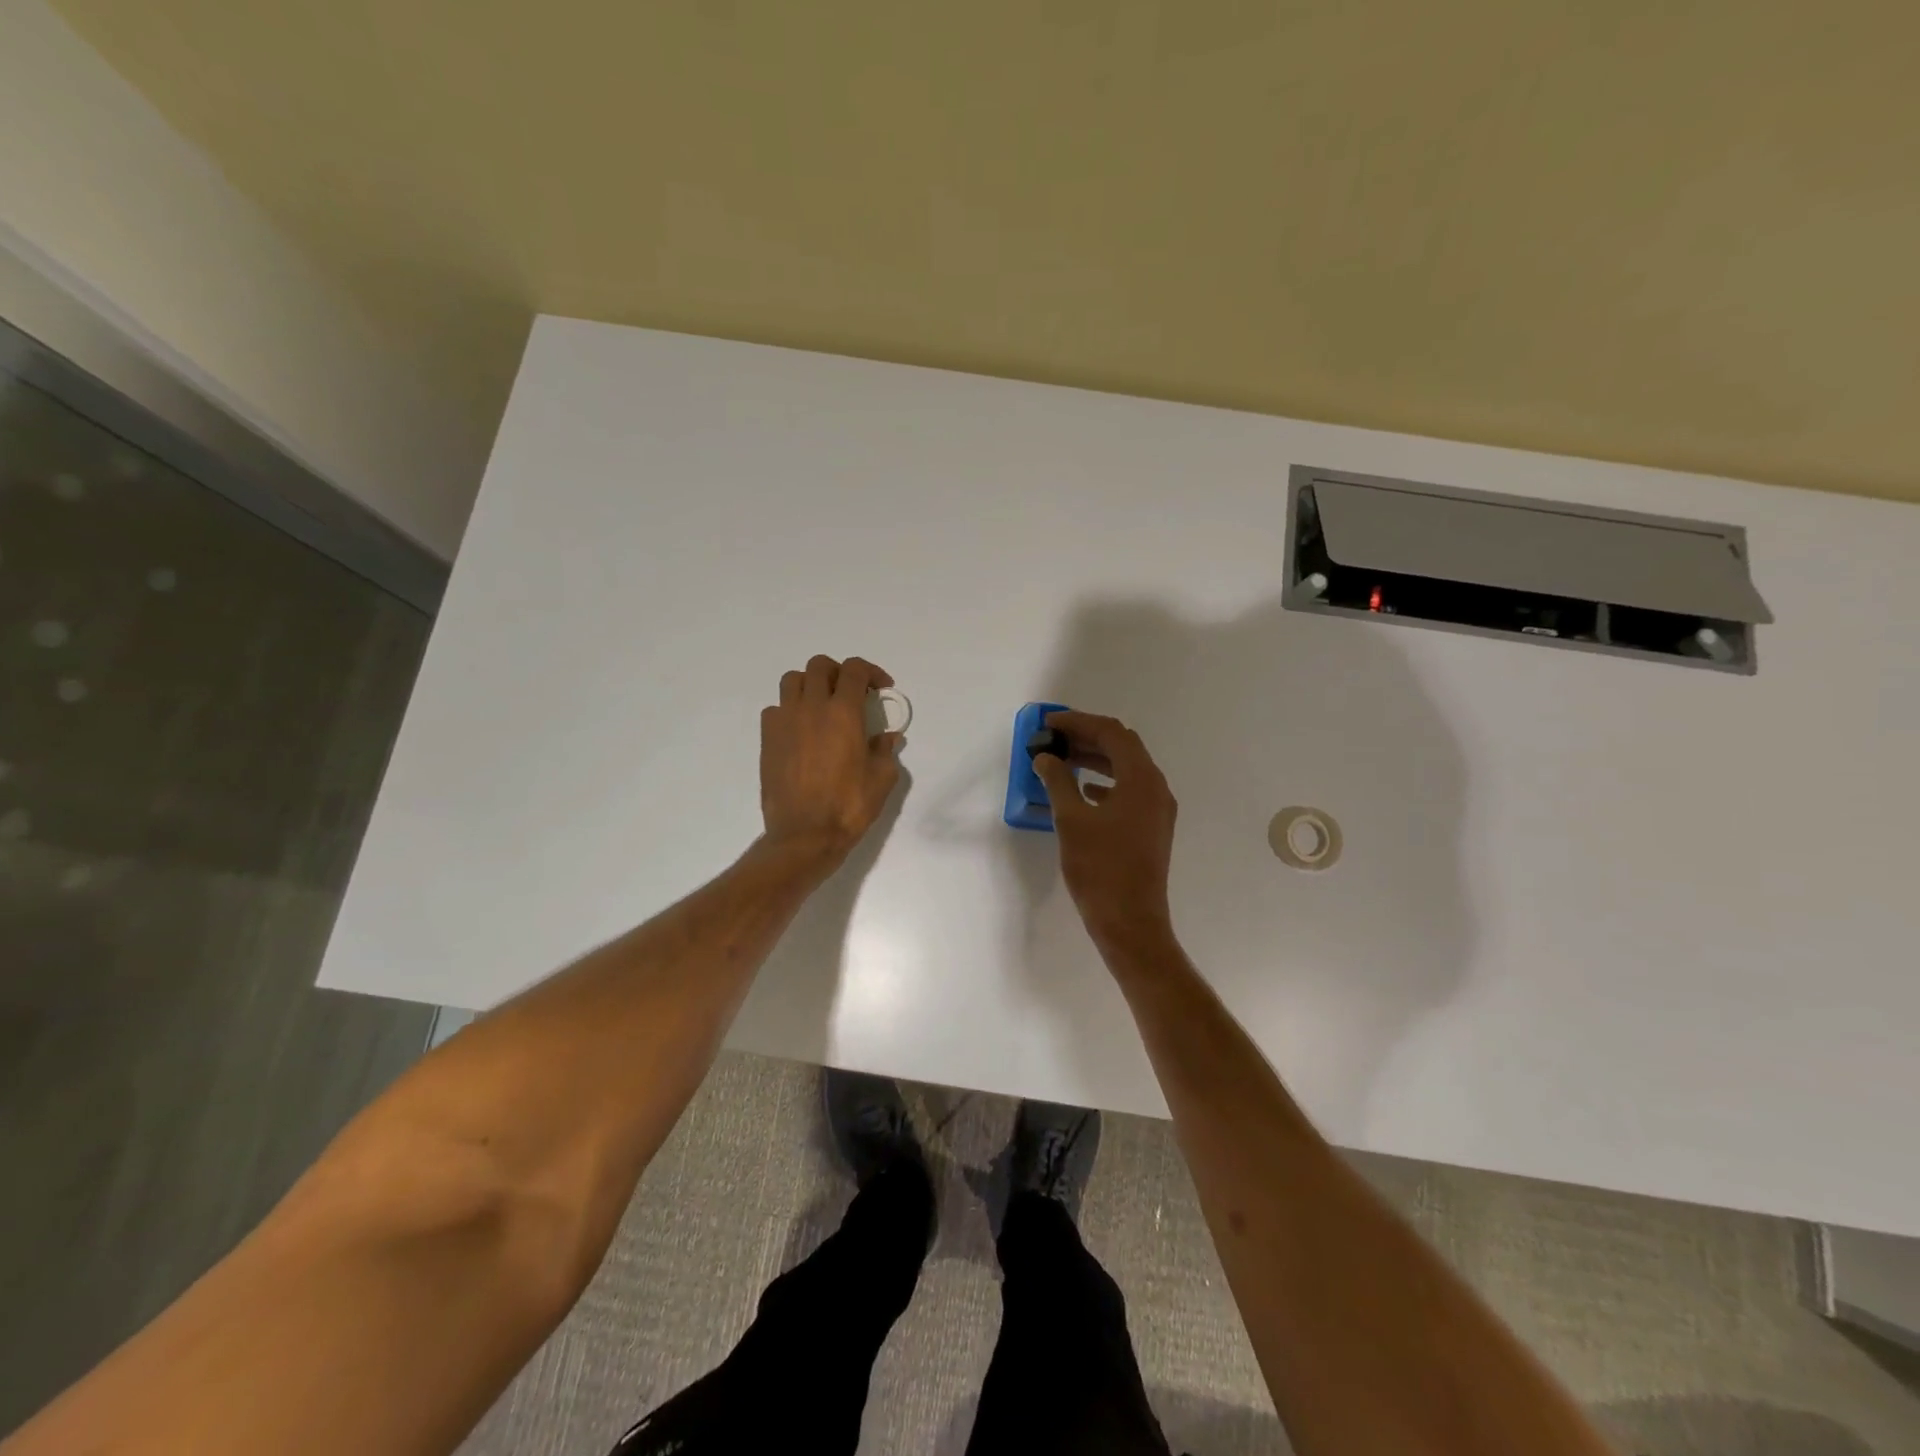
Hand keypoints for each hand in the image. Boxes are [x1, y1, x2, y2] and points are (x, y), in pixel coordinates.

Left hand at [759, 655, 903, 864]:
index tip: (881, 688)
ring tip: (822, 705)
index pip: (854, 670)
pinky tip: (801, 730)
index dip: (871, 672)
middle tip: (851, 693)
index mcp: (844, 713)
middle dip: (839, 672)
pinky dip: (790, 710)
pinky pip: (775, 709)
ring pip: (792, 680)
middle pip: (820, 666)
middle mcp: (811, 708)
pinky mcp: (767, 739)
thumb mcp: (882, 779)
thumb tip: (887, 738)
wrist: (804, 835)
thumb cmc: (849, 807)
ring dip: (810, 684)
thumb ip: (885, 751)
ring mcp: (784, 721)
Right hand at [1031, 711, 1177, 951]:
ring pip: (1126, 769)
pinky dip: (1104, 782)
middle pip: (1122, 747)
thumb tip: (1046, 758)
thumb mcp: (1071, 820)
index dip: (1079, 722)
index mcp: (1141, 779)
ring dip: (1095, 759)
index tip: (1049, 724)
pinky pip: (1128, 791)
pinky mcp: (1151, 828)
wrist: (1130, 922)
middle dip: (1087, 737)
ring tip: (1062, 760)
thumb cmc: (1100, 868)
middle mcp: (1156, 788)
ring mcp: (1157, 810)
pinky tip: (1082, 792)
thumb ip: (1058, 781)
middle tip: (1054, 738)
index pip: (1111, 733)